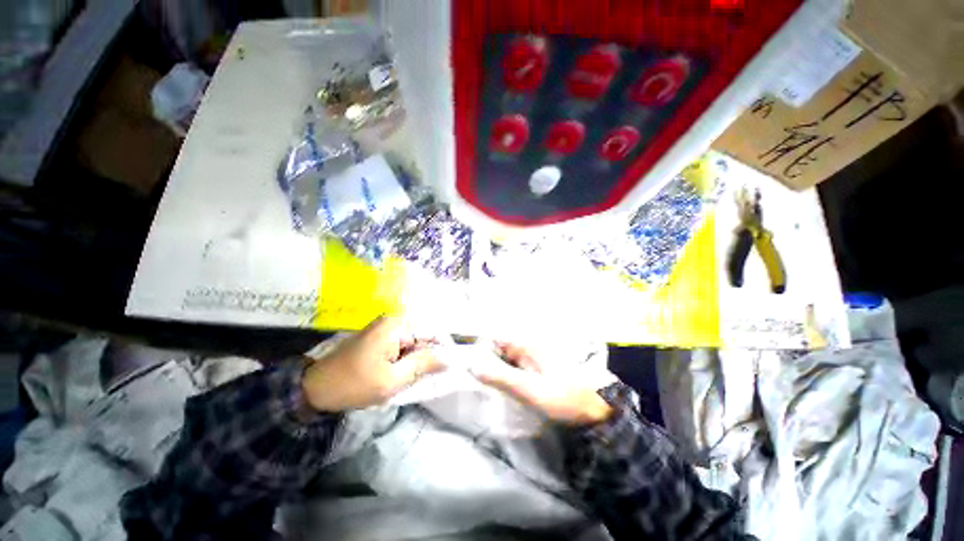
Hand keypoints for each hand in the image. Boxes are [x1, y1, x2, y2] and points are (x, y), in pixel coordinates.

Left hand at [301, 316, 441, 411]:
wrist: (315, 388)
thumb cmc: (354, 384)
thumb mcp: (392, 380)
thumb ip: (423, 365)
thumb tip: (450, 358)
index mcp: (397, 325)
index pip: (432, 331)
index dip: (444, 348)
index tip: (451, 366)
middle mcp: (393, 320)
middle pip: (423, 336)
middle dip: (428, 356)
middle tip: (429, 378)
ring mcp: (386, 327)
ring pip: (414, 342)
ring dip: (417, 360)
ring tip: (414, 378)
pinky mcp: (380, 336)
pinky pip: (403, 346)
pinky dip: (406, 360)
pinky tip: (403, 374)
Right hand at [471, 342, 613, 425]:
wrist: (595, 410)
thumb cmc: (562, 397)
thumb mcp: (528, 389)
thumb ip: (499, 377)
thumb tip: (470, 365)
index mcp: (526, 345)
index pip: (494, 339)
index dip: (479, 348)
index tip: (466, 363)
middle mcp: (528, 346)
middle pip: (499, 349)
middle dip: (485, 361)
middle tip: (472, 378)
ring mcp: (534, 357)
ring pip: (507, 359)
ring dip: (496, 369)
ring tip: (485, 384)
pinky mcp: (538, 369)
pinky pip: (516, 368)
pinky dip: (507, 375)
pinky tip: (503, 387)